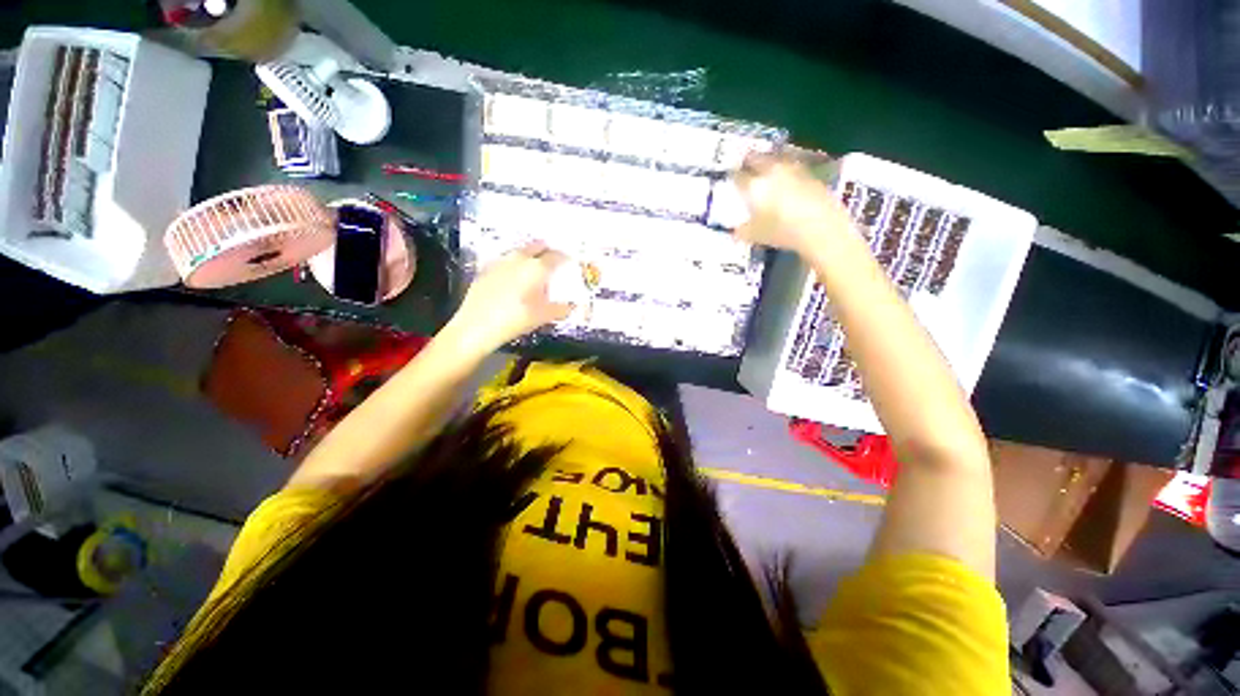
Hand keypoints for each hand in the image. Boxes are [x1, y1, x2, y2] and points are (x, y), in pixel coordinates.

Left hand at [443, 241, 573, 355]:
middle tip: (553, 259)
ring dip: (530, 254)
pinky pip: (506, 260)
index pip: (557, 256)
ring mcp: (501, 262)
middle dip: (547, 250)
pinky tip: (514, 276)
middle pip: (537, 246)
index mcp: (537, 268)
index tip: (570, 262)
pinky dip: (514, 264)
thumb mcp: (543, 317)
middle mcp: (519, 258)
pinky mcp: (486, 269)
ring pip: (520, 251)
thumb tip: (572, 307)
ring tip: (535, 266)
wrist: (476, 325)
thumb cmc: (515, 319)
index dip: (565, 258)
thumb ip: (561, 309)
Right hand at [732, 152, 853, 254]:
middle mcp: (772, 171)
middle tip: (747, 169)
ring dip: (770, 163)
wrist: (821, 227)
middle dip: (750, 162)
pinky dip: (787, 172)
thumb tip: (736, 231)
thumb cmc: (782, 231)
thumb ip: (743, 231)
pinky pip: (794, 167)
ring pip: (776, 159)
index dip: (733, 177)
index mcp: (754, 185)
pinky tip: (788, 182)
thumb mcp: (755, 236)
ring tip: (767, 172)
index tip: (732, 180)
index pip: (738, 176)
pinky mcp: (811, 174)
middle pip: (757, 159)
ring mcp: (794, 169)